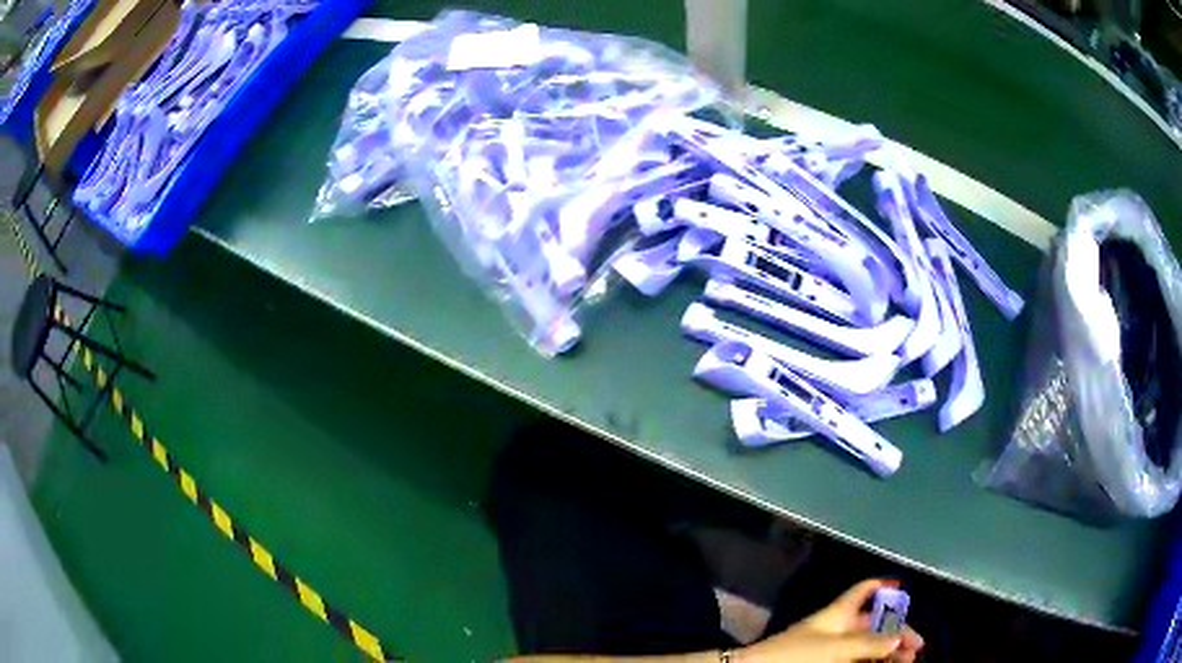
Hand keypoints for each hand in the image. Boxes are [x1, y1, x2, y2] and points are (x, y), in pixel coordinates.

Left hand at [733, 580, 923, 661]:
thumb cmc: (794, 655)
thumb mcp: (833, 647)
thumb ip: (867, 643)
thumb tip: (898, 638)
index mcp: (839, 613)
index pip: (865, 590)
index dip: (884, 586)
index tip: (905, 589)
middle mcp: (839, 628)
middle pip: (874, 624)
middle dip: (896, 632)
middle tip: (916, 649)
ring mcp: (832, 648)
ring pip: (868, 646)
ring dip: (888, 651)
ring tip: (908, 661)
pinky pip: (857, 660)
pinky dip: (873, 662)